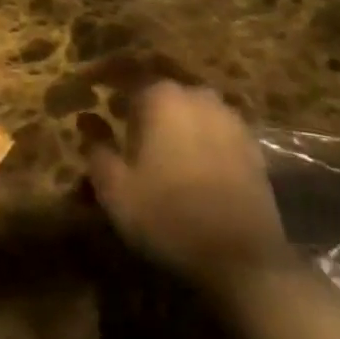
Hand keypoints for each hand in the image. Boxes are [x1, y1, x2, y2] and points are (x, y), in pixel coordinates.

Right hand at [84, 82, 291, 301]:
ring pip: (190, 111)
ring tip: (159, 149)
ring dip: (173, 123)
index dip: (109, 90)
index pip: (127, 79)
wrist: (243, 259)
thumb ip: (96, 151)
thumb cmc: (168, 216)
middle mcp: (196, 95)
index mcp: (161, 96)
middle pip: (161, 93)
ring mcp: (229, 119)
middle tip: (125, 129)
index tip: (97, 101)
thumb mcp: (116, 190)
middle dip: (142, 107)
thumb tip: (88, 125)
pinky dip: (200, 140)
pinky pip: (215, 131)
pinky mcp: (252, 146)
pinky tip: (191, 165)